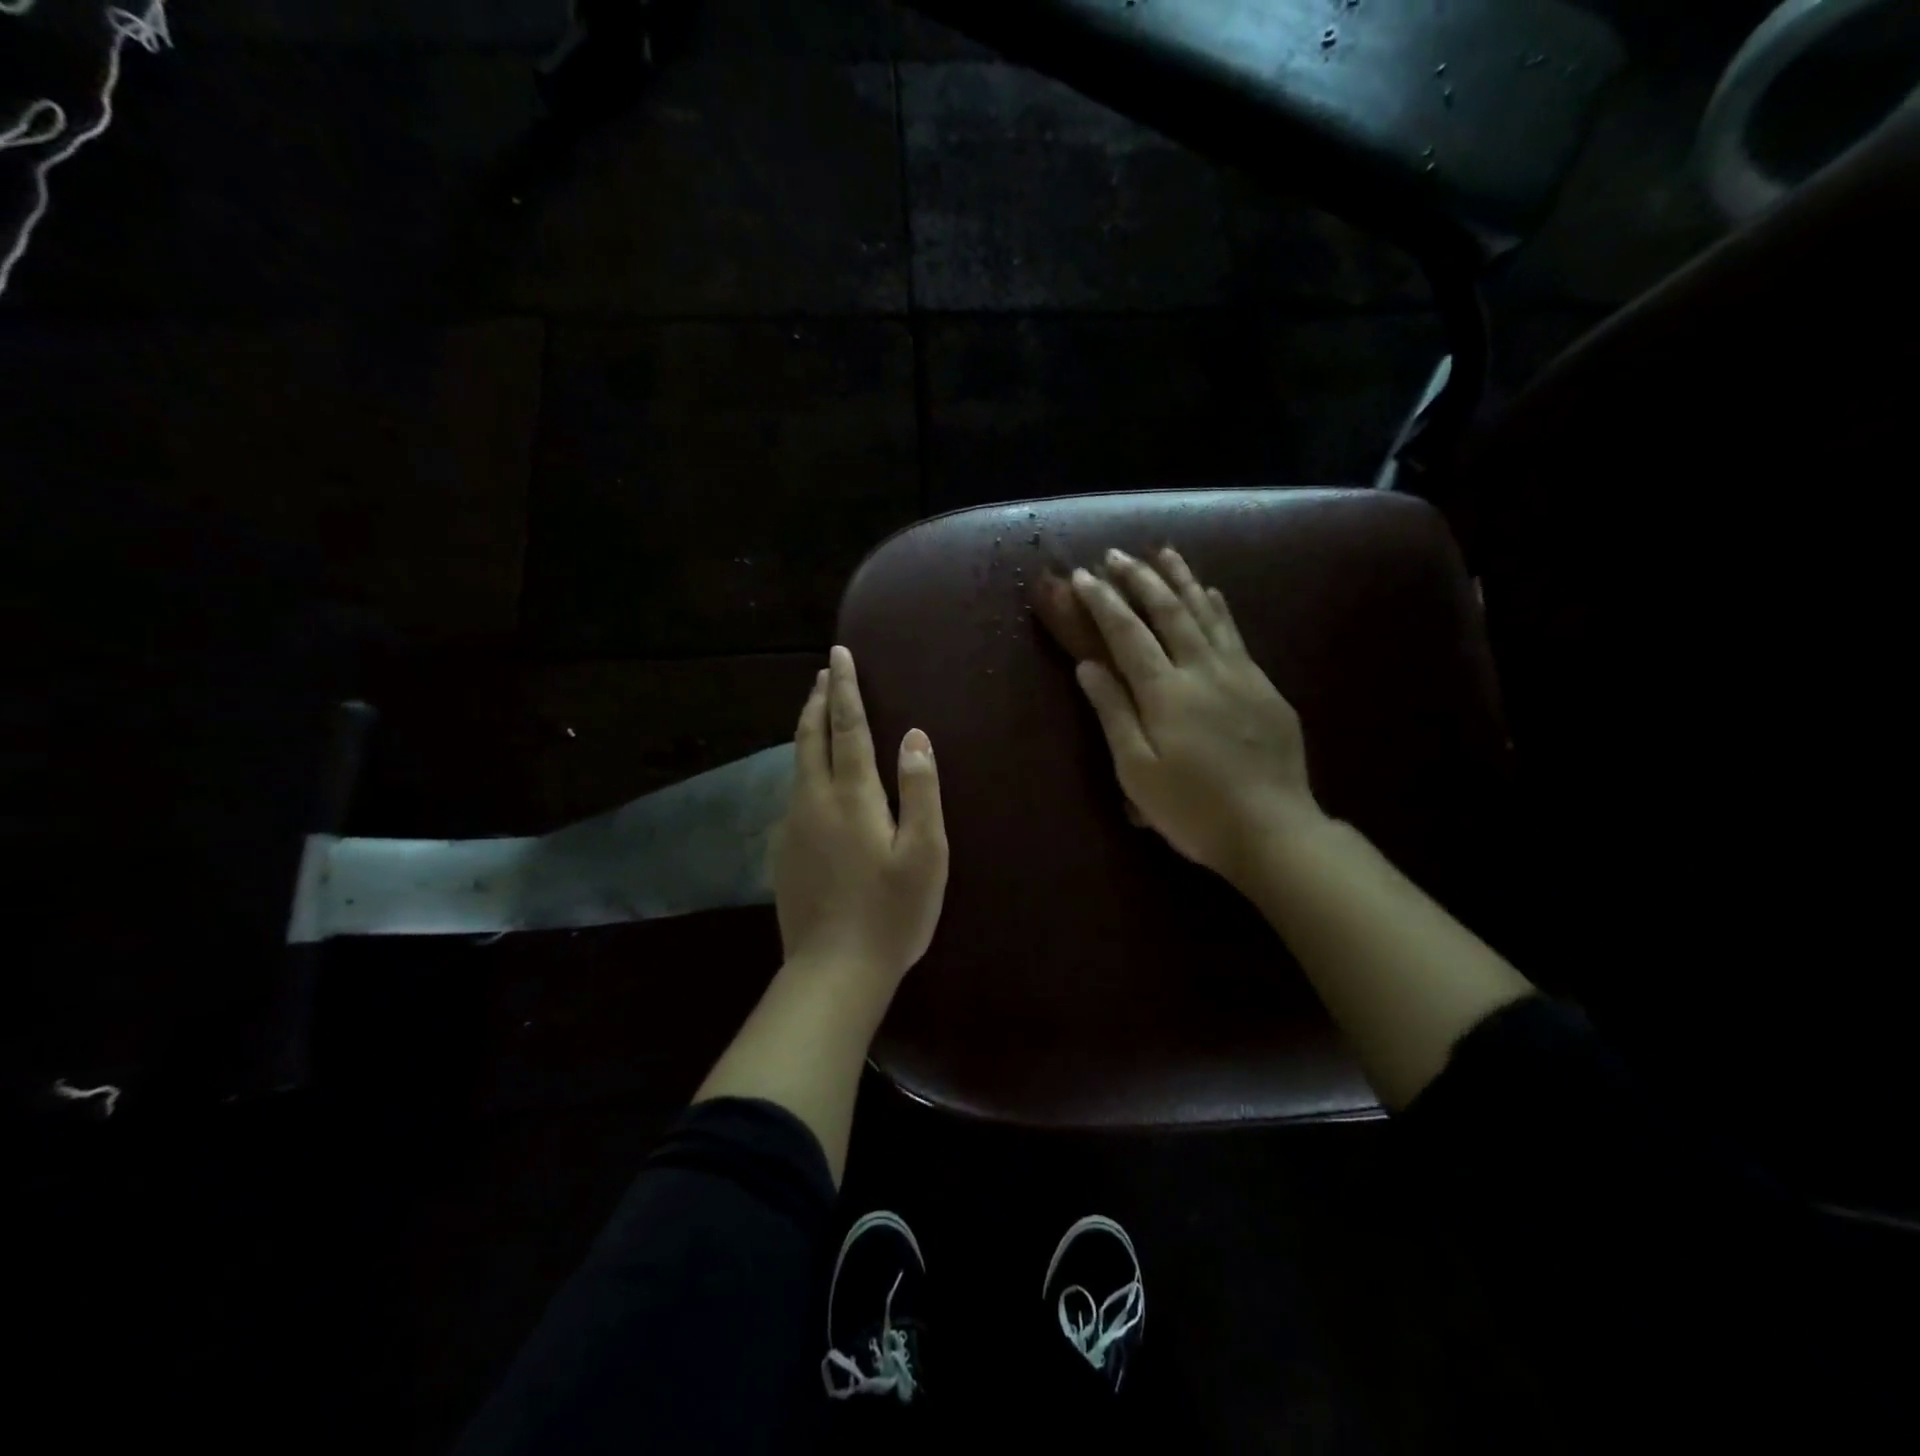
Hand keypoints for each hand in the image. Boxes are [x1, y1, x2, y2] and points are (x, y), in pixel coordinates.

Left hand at [772, 645, 948, 987]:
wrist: (833, 970)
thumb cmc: (892, 912)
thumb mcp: (925, 853)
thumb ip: (921, 791)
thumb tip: (915, 737)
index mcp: (852, 796)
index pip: (847, 726)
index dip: (845, 688)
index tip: (839, 653)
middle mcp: (813, 801)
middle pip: (810, 737)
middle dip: (818, 700)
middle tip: (824, 673)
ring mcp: (792, 826)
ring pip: (796, 764)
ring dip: (807, 731)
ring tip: (816, 712)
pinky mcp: (783, 852)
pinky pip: (792, 793)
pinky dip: (802, 767)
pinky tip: (811, 778)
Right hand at [1070, 547, 1322, 885]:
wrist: (1273, 829)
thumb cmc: (1192, 808)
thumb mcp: (1137, 771)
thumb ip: (1113, 712)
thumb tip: (1088, 665)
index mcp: (1165, 691)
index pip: (1127, 633)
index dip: (1103, 601)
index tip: (1083, 575)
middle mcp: (1202, 669)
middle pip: (1168, 611)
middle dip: (1139, 579)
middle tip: (1117, 555)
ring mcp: (1239, 673)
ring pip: (1206, 613)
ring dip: (1181, 579)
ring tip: (1164, 553)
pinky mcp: (1264, 686)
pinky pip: (1235, 633)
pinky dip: (1218, 607)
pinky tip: (1212, 592)